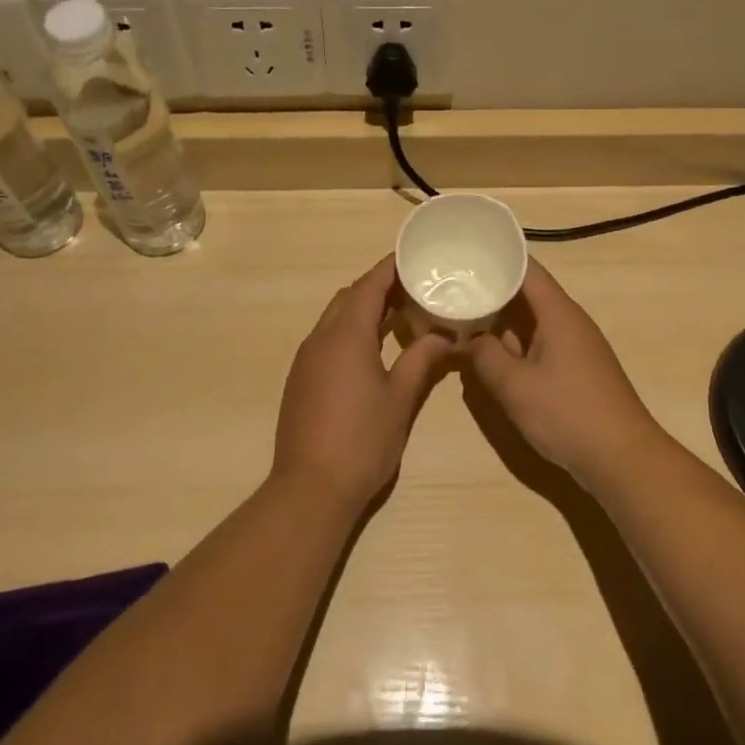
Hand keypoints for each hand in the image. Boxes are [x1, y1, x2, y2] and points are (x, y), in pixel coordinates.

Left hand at [271, 256, 454, 512]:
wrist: (310, 489)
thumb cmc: (362, 440)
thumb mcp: (400, 399)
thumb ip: (421, 360)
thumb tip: (443, 335)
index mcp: (346, 335)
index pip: (369, 286)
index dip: (390, 268)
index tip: (414, 256)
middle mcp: (321, 338)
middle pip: (349, 297)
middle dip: (378, 287)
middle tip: (413, 288)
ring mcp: (306, 359)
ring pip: (335, 318)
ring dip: (363, 310)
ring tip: (399, 315)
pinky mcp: (300, 379)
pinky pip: (327, 339)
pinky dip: (350, 331)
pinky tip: (372, 350)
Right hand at [464, 259, 667, 488]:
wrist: (622, 459)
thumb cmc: (567, 413)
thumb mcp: (514, 385)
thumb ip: (485, 356)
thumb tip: (468, 339)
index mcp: (558, 313)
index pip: (527, 269)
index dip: (497, 259)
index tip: (465, 256)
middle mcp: (569, 321)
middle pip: (528, 293)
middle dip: (493, 290)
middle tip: (454, 287)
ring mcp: (575, 346)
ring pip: (533, 321)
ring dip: (502, 321)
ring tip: (464, 317)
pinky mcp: (576, 370)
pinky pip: (541, 344)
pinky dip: (516, 344)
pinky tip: (492, 355)